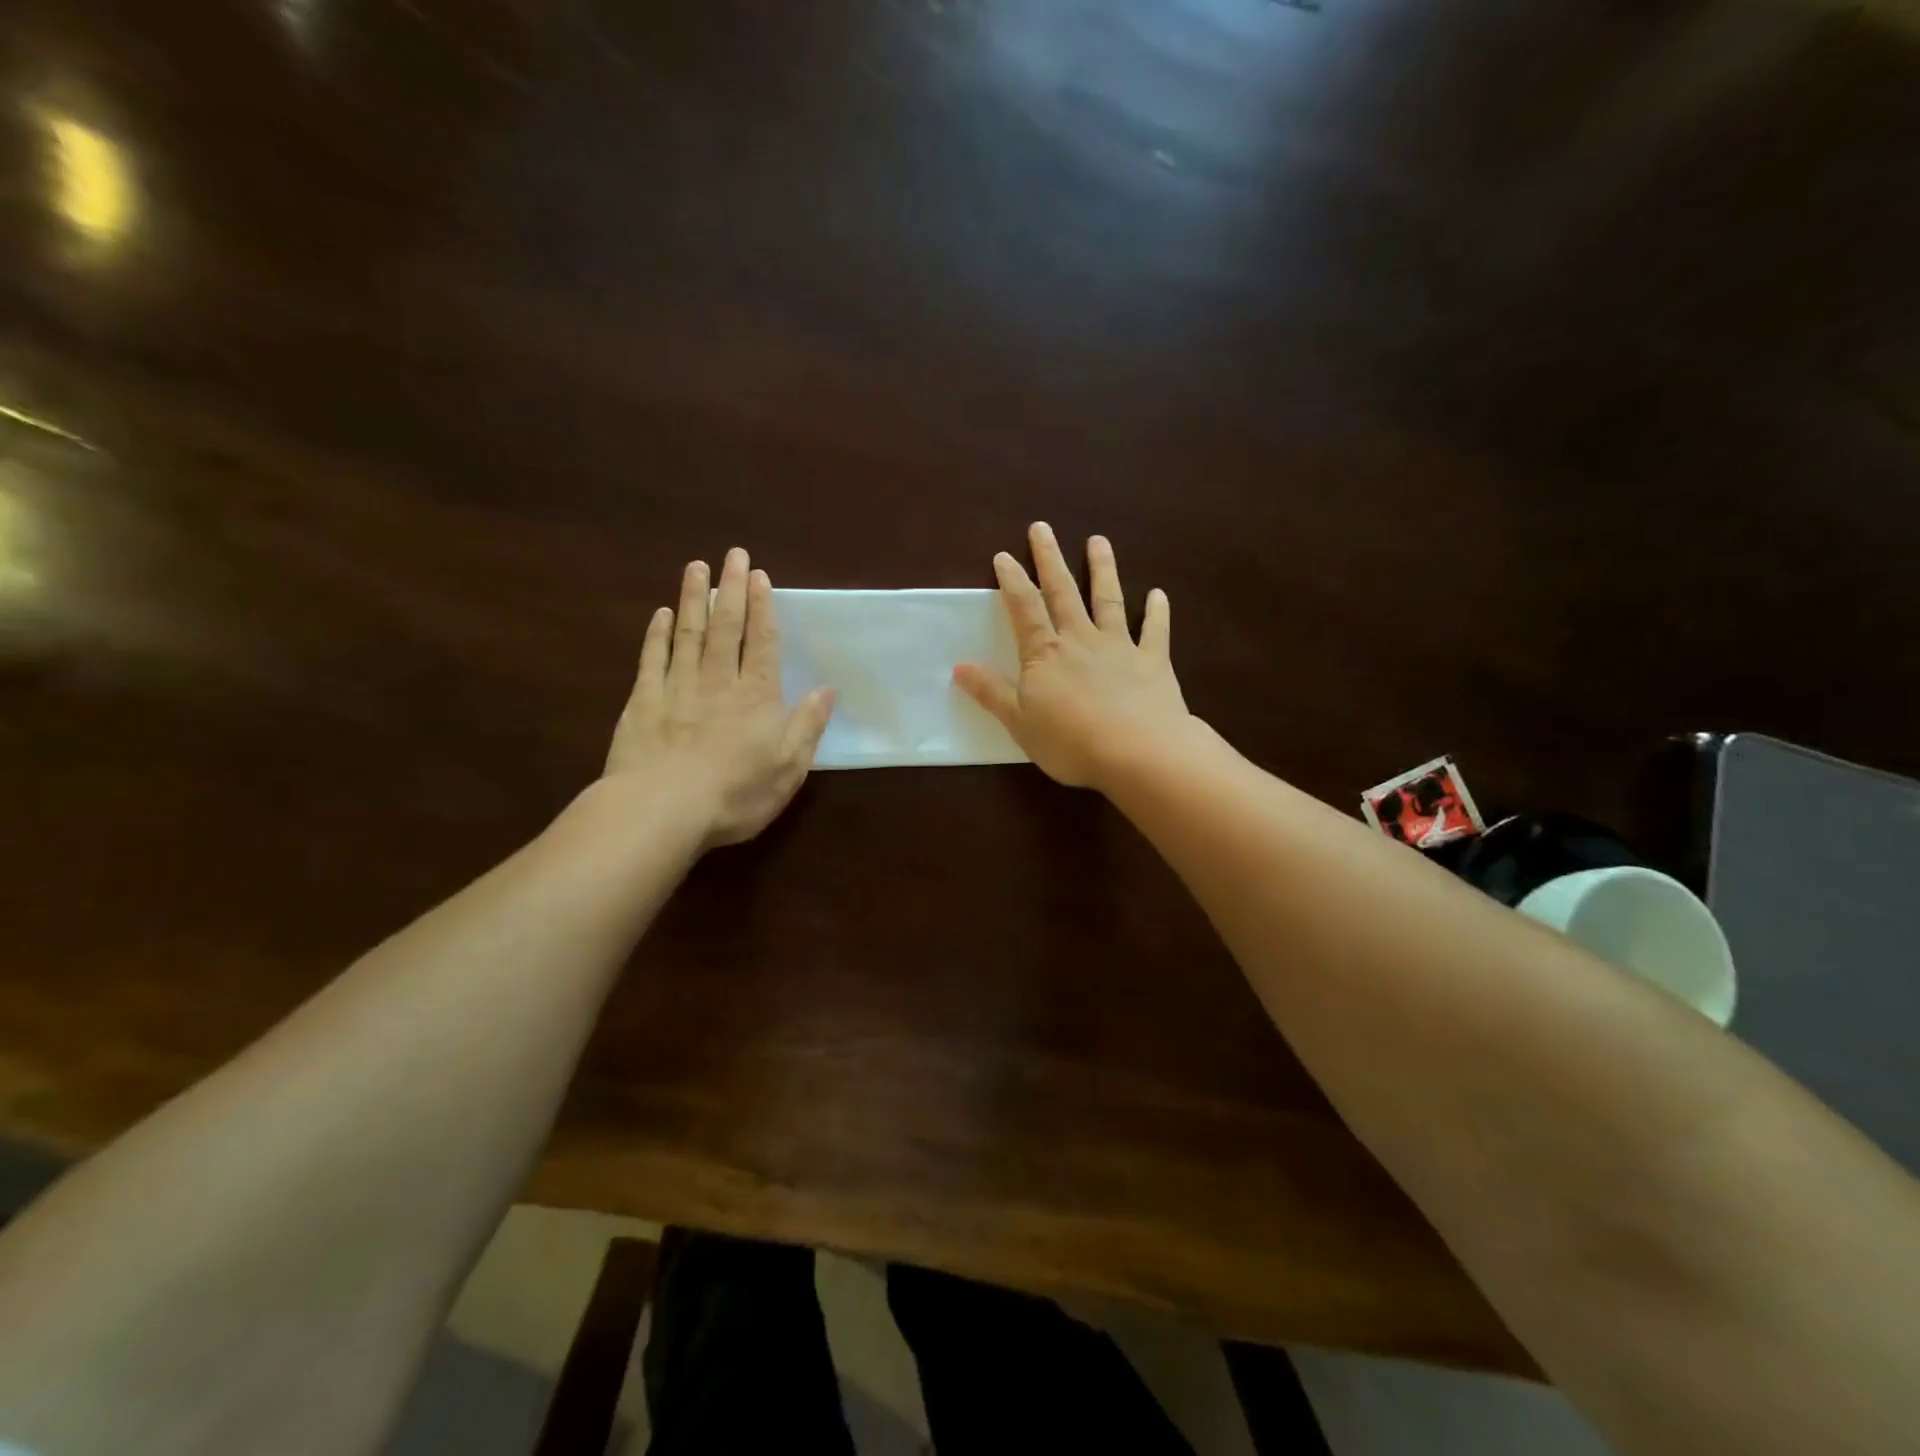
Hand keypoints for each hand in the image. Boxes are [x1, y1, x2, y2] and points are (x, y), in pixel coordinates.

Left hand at [603, 549, 835, 847]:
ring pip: (690, 633)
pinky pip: (653, 659)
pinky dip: (658, 634)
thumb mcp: (788, 768)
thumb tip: (827, 690)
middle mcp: (718, 682)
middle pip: (727, 627)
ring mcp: (677, 687)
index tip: (761, 577)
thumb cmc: (735, 794)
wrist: (662, 809)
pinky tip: (662, 614)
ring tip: (697, 567)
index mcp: (757, 697)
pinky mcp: (644, 701)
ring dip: (694, 599)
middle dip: (732, 589)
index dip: (763, 608)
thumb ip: (807, 726)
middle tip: (734, 554)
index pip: (763, 643)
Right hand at [953, 523, 1192, 789]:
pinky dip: (1157, 612)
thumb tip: (959, 667)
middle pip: (1062, 592)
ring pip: (1108, 600)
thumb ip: (992, 692)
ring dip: (1102, 569)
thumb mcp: (1019, 722)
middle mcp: (1081, 640)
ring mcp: (1120, 647)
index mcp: (1045, 654)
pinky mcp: (1153, 662)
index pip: (1024, 609)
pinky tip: (1158, 594)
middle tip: (1042, 528)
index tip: (1003, 555)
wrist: (1138, 752)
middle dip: (1050, 559)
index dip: (1012, 581)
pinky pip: (1155, 631)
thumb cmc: (1071, 742)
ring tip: (1099, 541)